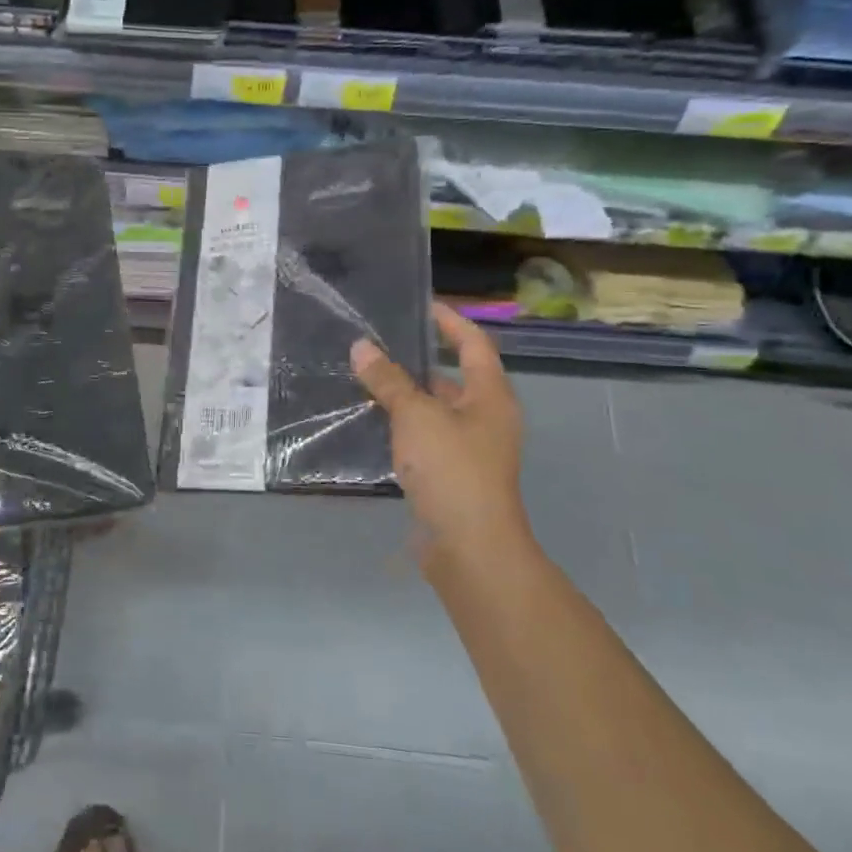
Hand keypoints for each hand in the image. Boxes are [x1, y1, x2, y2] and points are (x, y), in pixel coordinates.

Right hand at [351, 302, 529, 570]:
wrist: (469, 546)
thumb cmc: (452, 469)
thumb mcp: (416, 416)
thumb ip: (388, 380)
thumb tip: (361, 347)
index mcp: (490, 396)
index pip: (473, 343)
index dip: (450, 321)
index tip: (421, 304)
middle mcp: (485, 417)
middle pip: (453, 376)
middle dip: (417, 359)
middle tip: (378, 342)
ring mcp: (469, 448)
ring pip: (434, 409)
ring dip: (404, 394)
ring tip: (364, 377)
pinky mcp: (450, 474)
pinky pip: (424, 437)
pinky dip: (401, 425)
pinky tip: (370, 421)